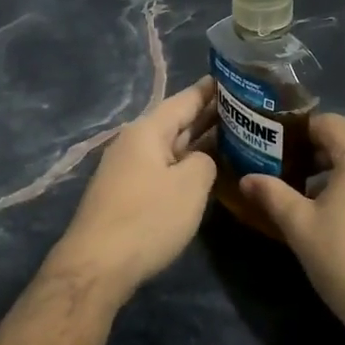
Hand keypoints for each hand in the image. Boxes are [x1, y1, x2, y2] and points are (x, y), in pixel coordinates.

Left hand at [48, 79, 218, 295]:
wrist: (98, 265)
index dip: (210, 89)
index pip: (185, 100)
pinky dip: (185, 164)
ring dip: (199, 142)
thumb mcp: (190, 185)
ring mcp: (128, 169)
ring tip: (234, 136)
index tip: (236, 79)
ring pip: (171, 147)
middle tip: (246, 110)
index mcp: (148, 130)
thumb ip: (206, 162)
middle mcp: (135, 142)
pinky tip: (205, 170)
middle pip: (177, 122)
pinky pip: (163, 168)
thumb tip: (201, 161)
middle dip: (209, 116)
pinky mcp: (127, 194)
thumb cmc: (147, 218)